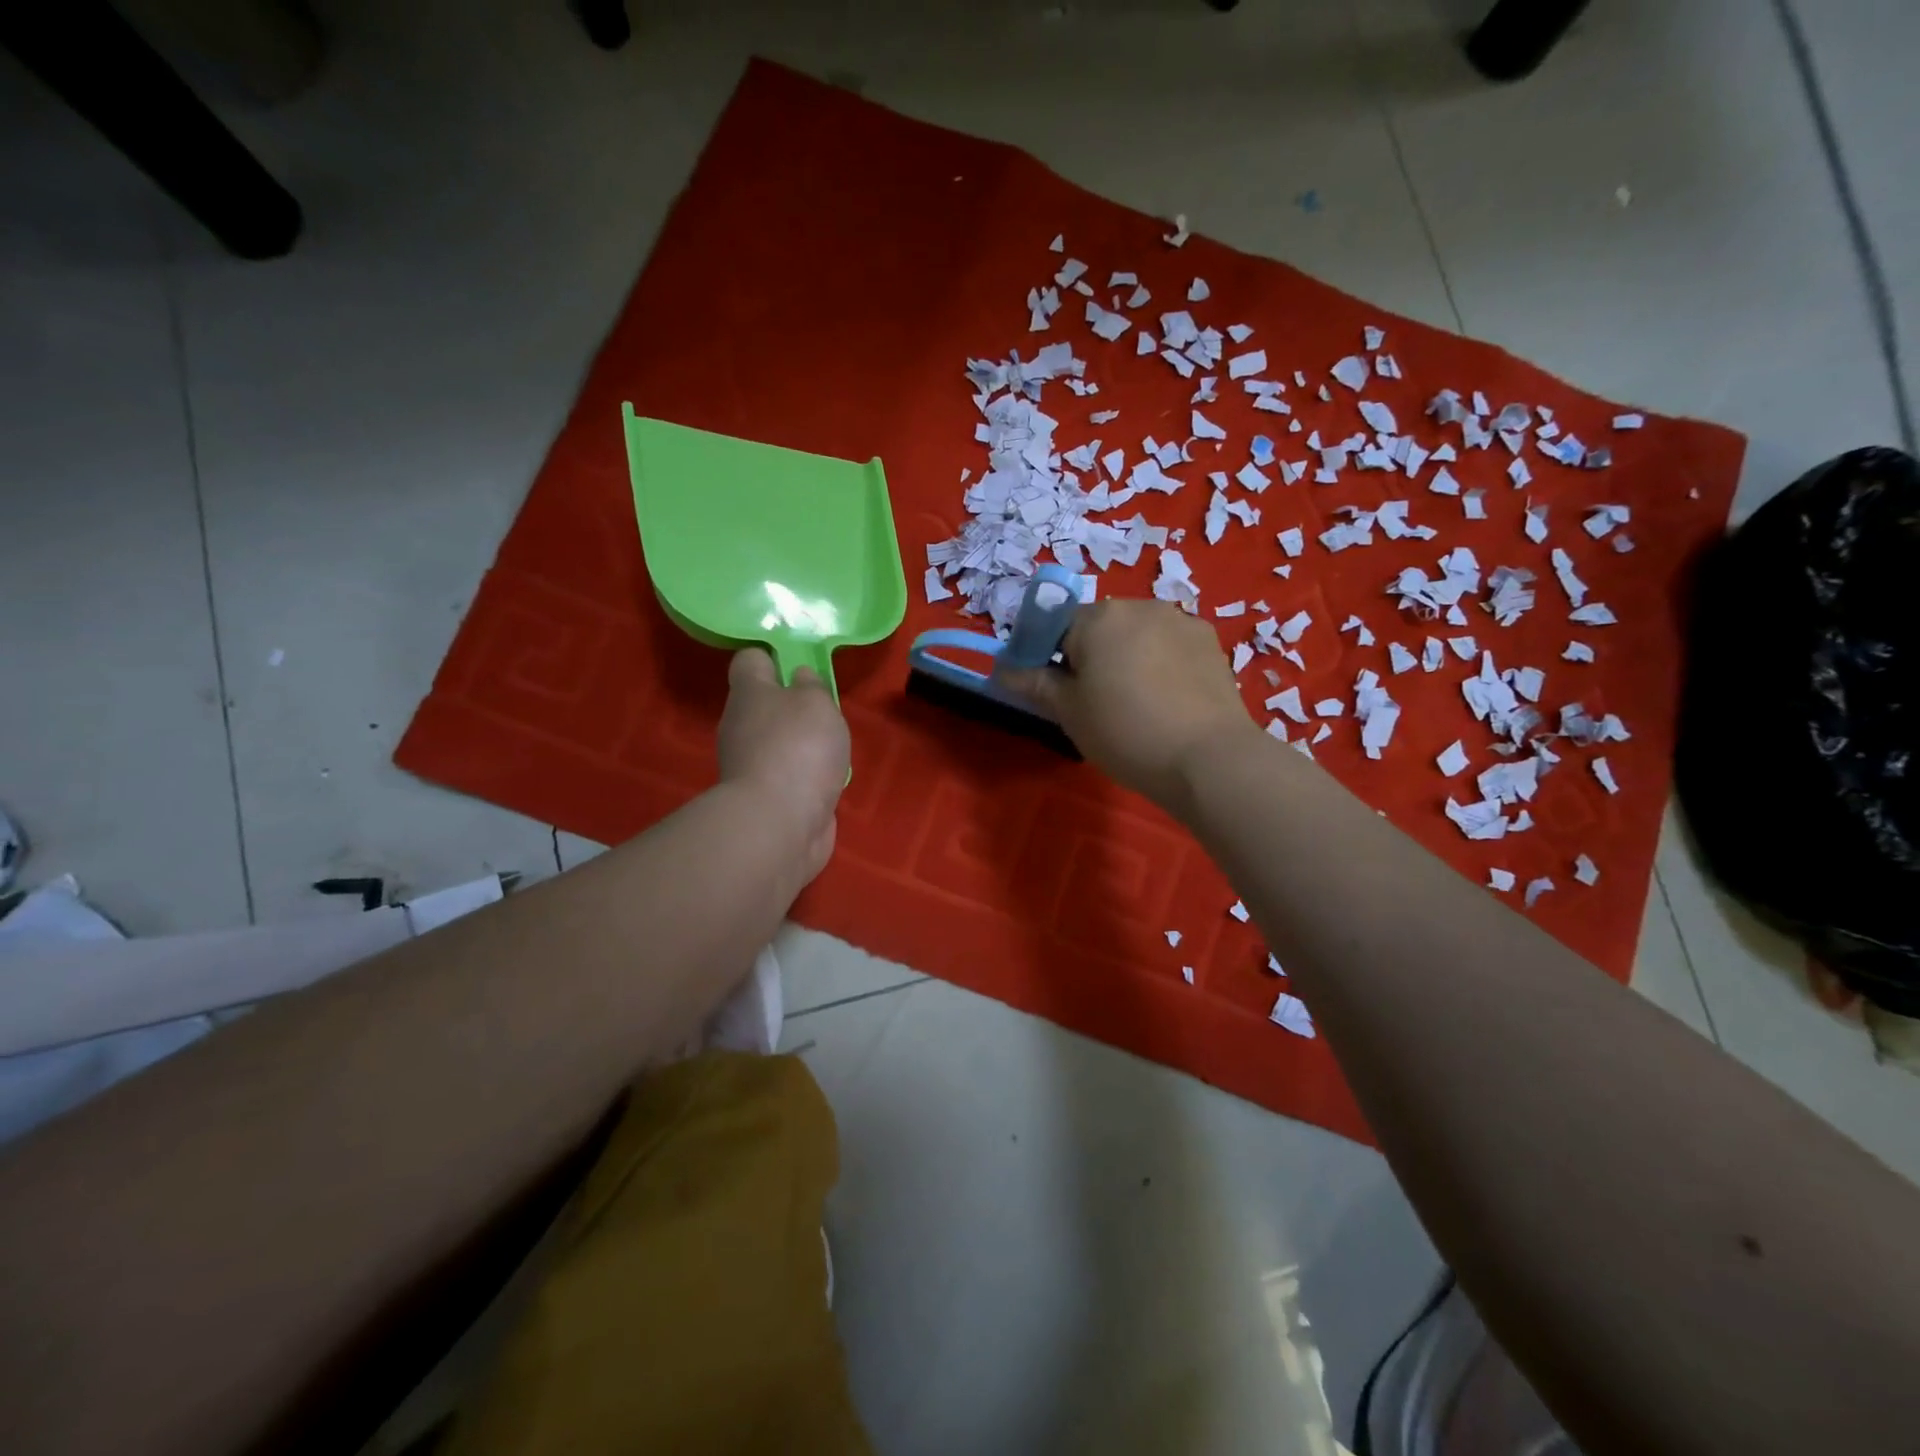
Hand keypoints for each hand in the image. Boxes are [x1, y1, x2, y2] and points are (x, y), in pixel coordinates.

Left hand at [717, 649, 849, 881]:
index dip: (774, 657)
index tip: (801, 664)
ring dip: (801, 744)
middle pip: (764, 703)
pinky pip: (787, 775)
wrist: (779, 824)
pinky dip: (804, 776)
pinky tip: (826, 781)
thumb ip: (811, 686)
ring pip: (776, 741)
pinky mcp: (763, 797)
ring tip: (832, 749)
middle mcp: (741, 725)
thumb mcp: (816, 702)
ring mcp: (749, 764)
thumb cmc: (798, 748)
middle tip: (826, 710)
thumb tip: (799, 678)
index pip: (751, 659)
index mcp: (749, 692)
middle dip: (793, 704)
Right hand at [999, 599, 1257, 809]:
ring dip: (1128, 657)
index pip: (1057, 626)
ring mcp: (1181, 621)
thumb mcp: (1069, 712)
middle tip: (1095, 702)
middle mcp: (1141, 606)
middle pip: (1101, 627)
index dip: (1049, 657)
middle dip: (1091, 655)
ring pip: (1138, 635)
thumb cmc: (1125, 732)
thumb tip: (1001, 669)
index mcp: (1099, 617)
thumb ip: (1034, 684)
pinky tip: (1167, 701)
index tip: (1054, 691)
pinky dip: (1161, 664)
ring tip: (1137, 704)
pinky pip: (1170, 646)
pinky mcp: (1210, 642)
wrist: (1208, 759)